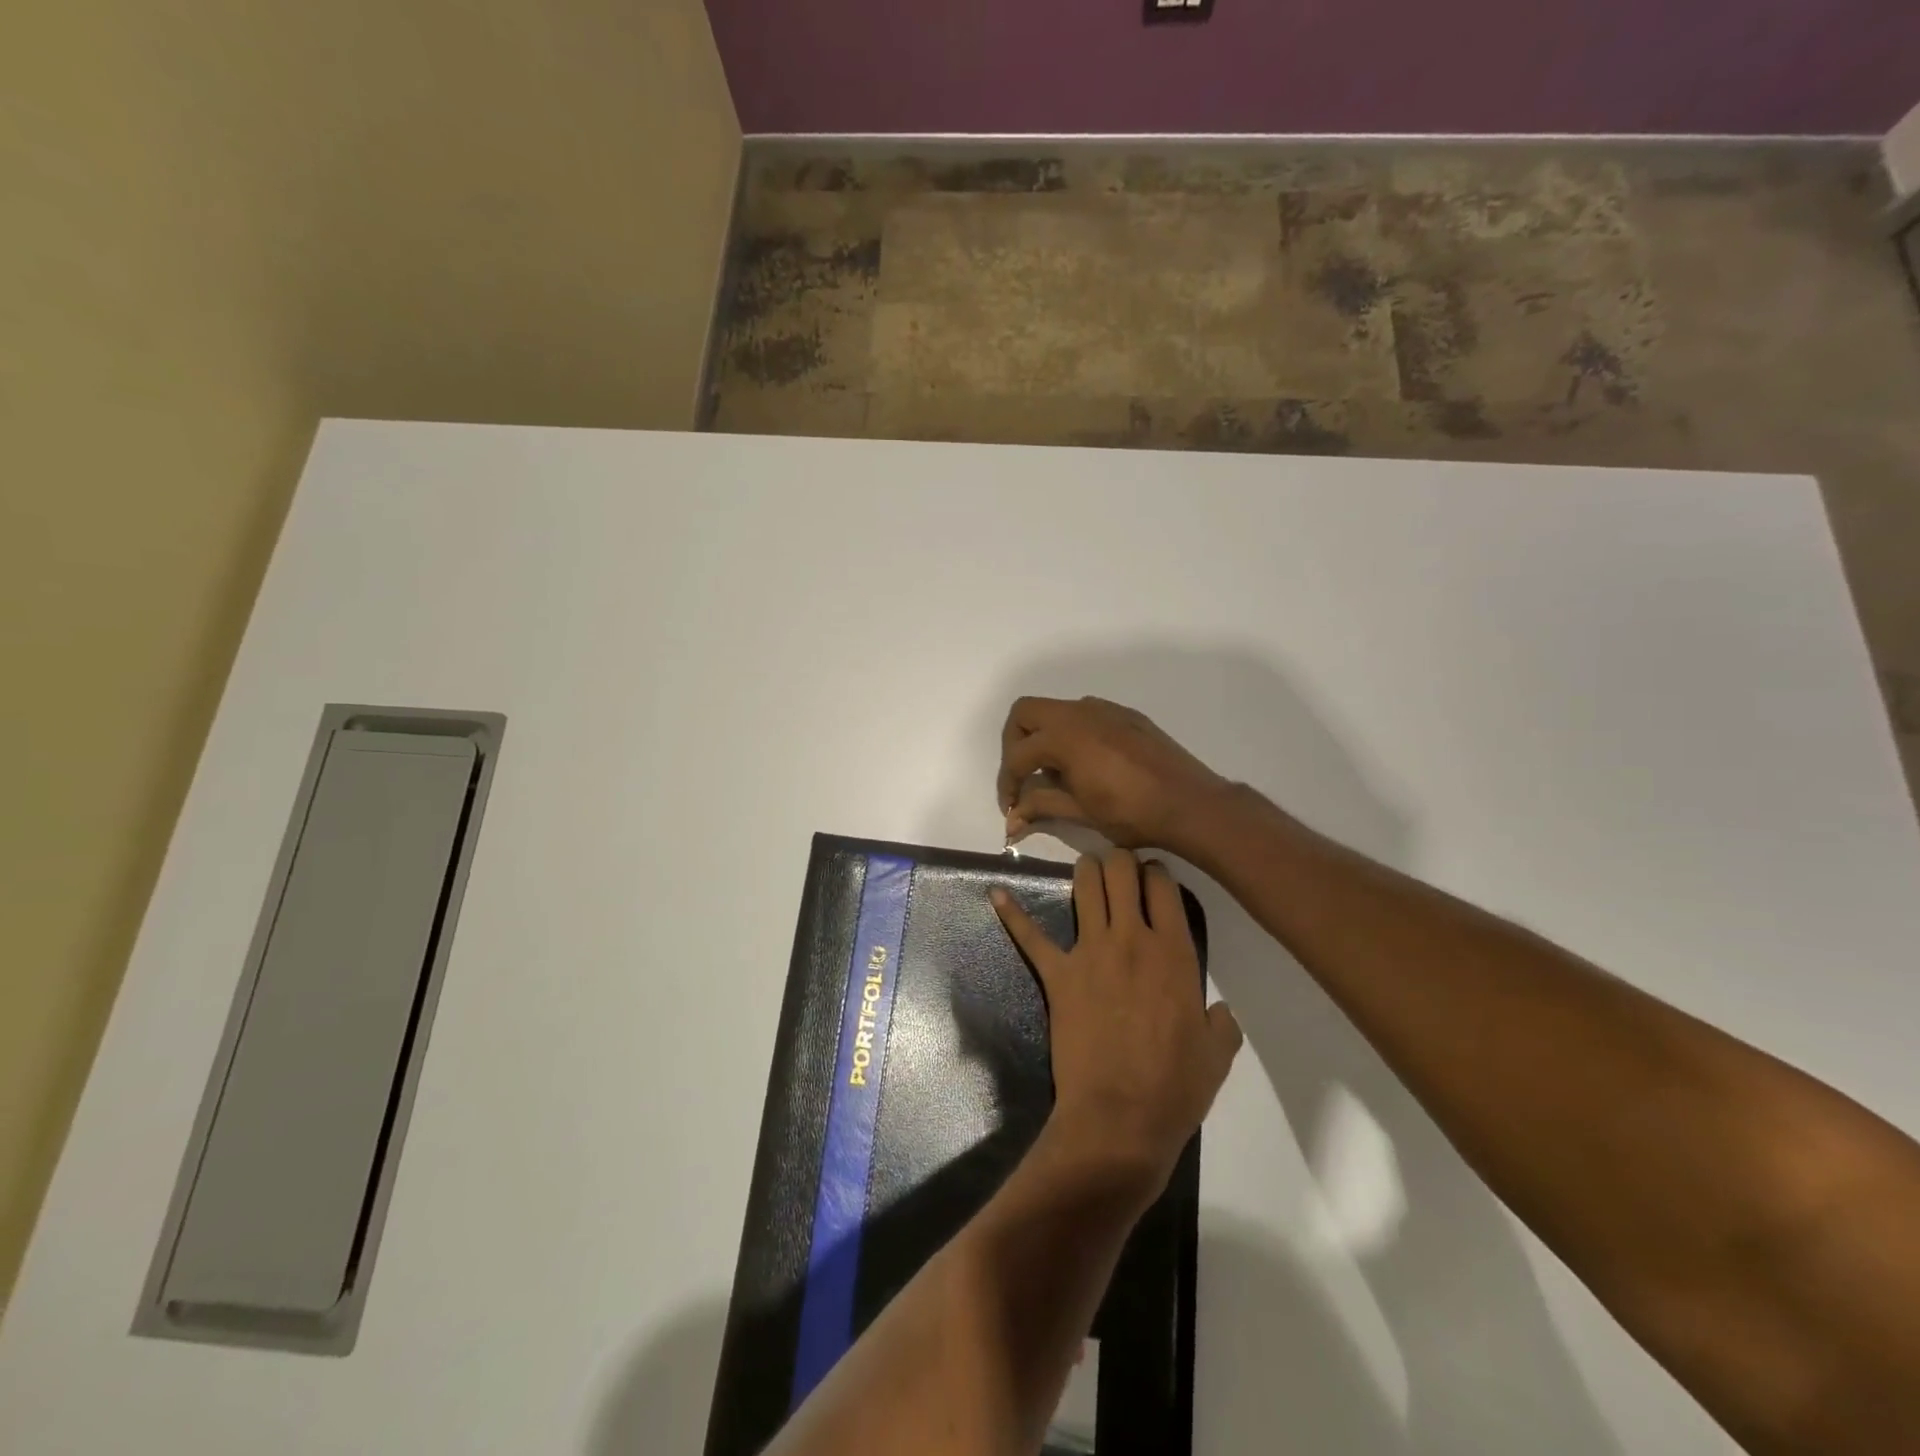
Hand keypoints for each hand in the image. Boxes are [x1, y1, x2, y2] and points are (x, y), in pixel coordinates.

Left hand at [992, 850, 1242, 1189]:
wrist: (1120, 1118)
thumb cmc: (1174, 1088)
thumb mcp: (1217, 1055)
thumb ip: (1221, 1022)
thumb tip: (1217, 1010)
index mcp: (1175, 952)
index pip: (1164, 886)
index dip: (1157, 872)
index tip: (1154, 876)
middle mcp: (1131, 939)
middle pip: (1121, 871)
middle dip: (1120, 860)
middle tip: (1120, 868)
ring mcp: (1090, 952)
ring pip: (1085, 886)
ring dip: (1086, 871)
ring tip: (1088, 870)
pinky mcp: (1057, 974)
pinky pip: (1031, 937)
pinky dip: (1012, 914)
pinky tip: (996, 895)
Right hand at [997, 697, 1229, 853]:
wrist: (1191, 804)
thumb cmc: (1133, 814)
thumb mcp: (1081, 813)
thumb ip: (1041, 807)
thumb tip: (1011, 820)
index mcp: (1065, 736)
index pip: (1018, 755)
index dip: (1007, 783)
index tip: (1011, 807)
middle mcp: (1080, 713)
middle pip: (1026, 713)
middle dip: (1014, 744)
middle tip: (1022, 777)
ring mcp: (1105, 710)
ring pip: (1056, 710)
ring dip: (1043, 736)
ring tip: (1054, 775)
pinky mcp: (1126, 716)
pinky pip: (1084, 715)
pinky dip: (1071, 734)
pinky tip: (1085, 765)